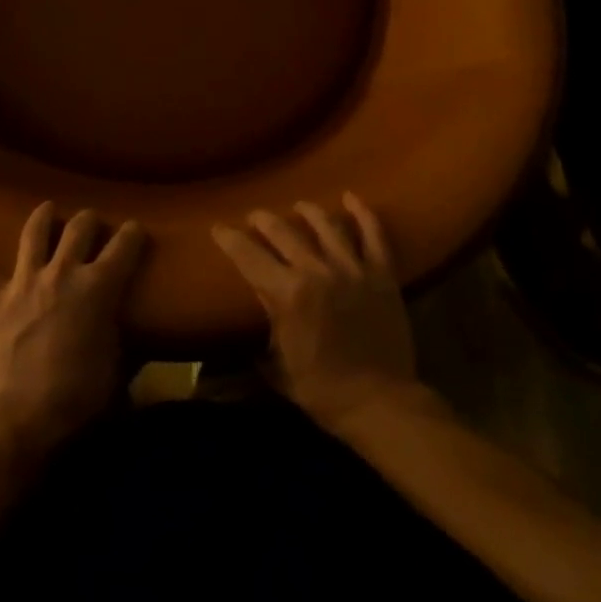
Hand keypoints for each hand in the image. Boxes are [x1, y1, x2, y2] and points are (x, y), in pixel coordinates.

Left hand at [0, 202, 146, 458]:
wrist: (27, 419)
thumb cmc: (81, 396)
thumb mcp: (120, 363)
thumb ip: (121, 330)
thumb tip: (124, 323)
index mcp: (99, 287)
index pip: (124, 245)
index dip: (133, 234)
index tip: (135, 231)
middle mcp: (62, 272)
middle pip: (80, 228)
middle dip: (90, 221)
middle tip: (94, 226)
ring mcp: (24, 281)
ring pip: (35, 232)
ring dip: (44, 217)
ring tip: (49, 210)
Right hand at [213, 193, 417, 434]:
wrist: (381, 403)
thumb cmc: (323, 391)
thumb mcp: (278, 364)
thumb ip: (267, 327)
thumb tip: (258, 310)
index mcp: (286, 293)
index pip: (248, 256)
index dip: (229, 239)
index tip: (218, 228)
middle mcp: (316, 271)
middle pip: (283, 232)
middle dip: (264, 220)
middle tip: (255, 216)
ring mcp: (352, 269)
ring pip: (326, 225)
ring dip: (308, 211)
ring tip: (299, 206)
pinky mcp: (382, 274)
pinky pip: (373, 235)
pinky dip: (363, 214)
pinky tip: (351, 198)